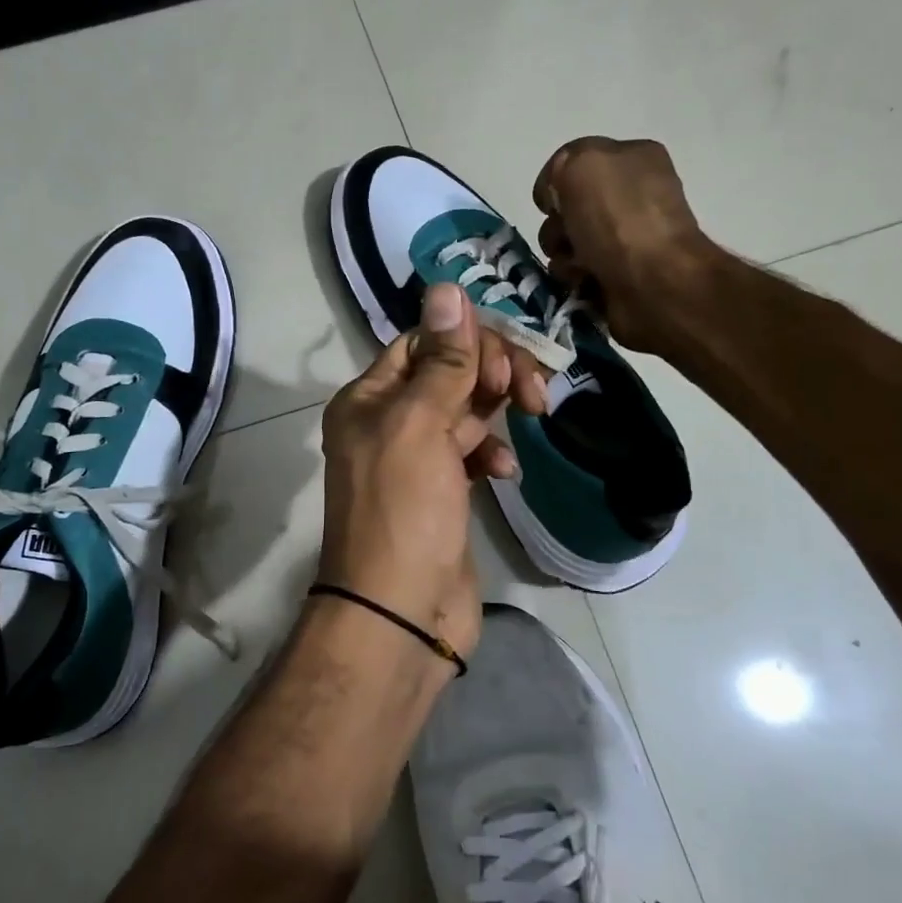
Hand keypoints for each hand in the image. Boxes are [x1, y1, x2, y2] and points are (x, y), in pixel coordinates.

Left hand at [318, 283, 539, 655]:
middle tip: (529, 391)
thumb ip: (442, 360)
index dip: (467, 339)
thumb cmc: (404, 512)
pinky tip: (505, 470)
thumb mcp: (420, 426)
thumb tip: (447, 288)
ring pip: (464, 410)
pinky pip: (471, 452)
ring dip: (497, 407)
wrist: (401, 614)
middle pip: (447, 372)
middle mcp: (386, 423)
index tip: (507, 360)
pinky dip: (491, 452)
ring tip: (533, 414)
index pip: (421, 342)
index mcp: (368, 399)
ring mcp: (415, 459)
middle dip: (491, 371)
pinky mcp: (441, 492)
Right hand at [533, 136, 716, 353]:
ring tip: (576, 266)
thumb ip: (562, 164)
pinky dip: (573, 276)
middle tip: (566, 237)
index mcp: (633, 158)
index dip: (556, 182)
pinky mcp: (617, 275)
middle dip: (557, 224)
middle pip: (568, 206)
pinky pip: (577, 271)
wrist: (654, 283)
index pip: (575, 161)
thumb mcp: (583, 164)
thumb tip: (556, 196)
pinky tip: (583, 281)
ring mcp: (626, 238)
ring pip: (567, 242)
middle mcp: (632, 196)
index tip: (551, 203)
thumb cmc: (620, 219)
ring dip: (561, 254)